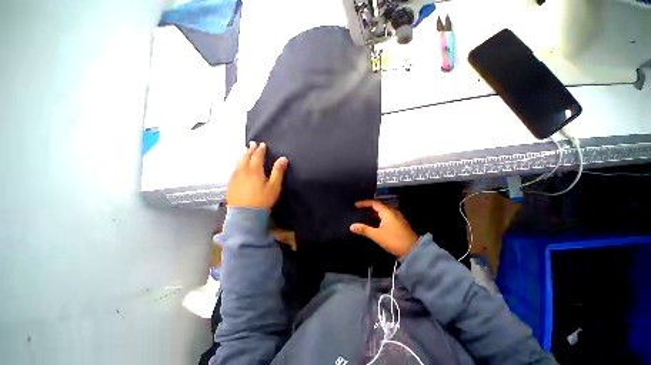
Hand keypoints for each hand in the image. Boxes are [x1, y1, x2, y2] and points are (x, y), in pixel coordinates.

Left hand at [227, 141, 287, 209]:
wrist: (245, 214)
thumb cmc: (263, 199)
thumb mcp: (274, 186)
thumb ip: (278, 171)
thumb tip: (283, 158)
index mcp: (254, 170)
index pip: (257, 156)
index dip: (260, 149)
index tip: (262, 144)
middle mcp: (243, 170)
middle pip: (246, 156)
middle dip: (250, 149)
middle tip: (252, 144)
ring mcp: (235, 177)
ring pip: (238, 162)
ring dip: (243, 155)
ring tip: (245, 151)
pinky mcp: (230, 183)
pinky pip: (234, 169)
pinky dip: (238, 163)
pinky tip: (239, 165)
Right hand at [350, 200, 418, 257]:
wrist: (413, 250)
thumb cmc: (394, 240)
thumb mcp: (377, 235)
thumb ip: (364, 230)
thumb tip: (352, 226)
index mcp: (387, 212)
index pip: (374, 203)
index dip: (364, 203)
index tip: (356, 204)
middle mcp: (393, 212)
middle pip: (379, 206)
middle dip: (369, 206)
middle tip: (361, 209)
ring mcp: (398, 217)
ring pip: (384, 211)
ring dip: (375, 212)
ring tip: (366, 214)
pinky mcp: (400, 223)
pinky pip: (388, 216)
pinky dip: (380, 216)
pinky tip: (377, 222)